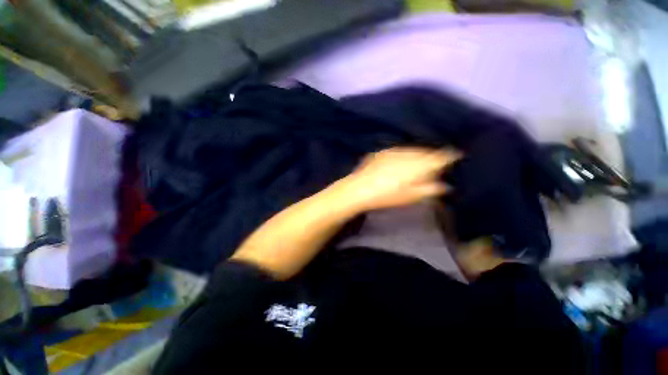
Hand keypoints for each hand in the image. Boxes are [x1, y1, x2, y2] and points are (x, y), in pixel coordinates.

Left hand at [337, 147, 461, 211]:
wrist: (360, 189)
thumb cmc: (387, 196)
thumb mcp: (411, 197)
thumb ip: (429, 189)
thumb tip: (444, 185)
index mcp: (418, 165)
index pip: (440, 157)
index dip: (449, 156)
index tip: (456, 156)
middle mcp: (408, 154)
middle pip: (426, 152)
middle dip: (433, 156)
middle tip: (437, 161)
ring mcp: (394, 151)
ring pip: (413, 150)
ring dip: (419, 154)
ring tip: (420, 160)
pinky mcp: (382, 152)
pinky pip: (399, 150)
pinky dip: (404, 154)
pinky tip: (402, 160)